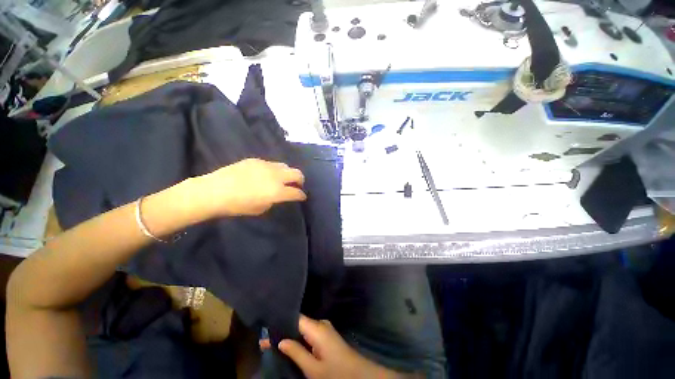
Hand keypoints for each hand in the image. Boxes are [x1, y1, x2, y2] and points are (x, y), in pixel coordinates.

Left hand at [196, 159, 305, 216]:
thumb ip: (274, 200)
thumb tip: (278, 195)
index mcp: (278, 191)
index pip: (296, 192)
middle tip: (296, 186)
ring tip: (282, 179)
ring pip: (285, 166)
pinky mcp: (256, 160)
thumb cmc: (237, 205)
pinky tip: (266, 175)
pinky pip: (271, 164)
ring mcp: (266, 165)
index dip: (301, 195)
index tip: (302, 197)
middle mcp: (276, 176)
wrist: (214, 191)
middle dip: (300, 180)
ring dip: (288, 173)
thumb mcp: (260, 208)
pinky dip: (274, 170)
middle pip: (297, 173)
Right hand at [264, 315, 405, 378]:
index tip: (267, 326)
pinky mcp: (326, 335)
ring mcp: (325, 328)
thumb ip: (296, 352)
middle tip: (266, 338)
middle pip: (299, 322)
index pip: (296, 317)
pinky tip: (290, 345)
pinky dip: (300, 338)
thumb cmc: (335, 372)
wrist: (359, 374)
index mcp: (317, 328)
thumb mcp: (313, 368)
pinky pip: (310, 333)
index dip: (281, 321)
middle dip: (284, 330)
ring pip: (304, 328)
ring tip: (274, 341)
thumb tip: (280, 341)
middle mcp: (321, 323)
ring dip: (291, 335)